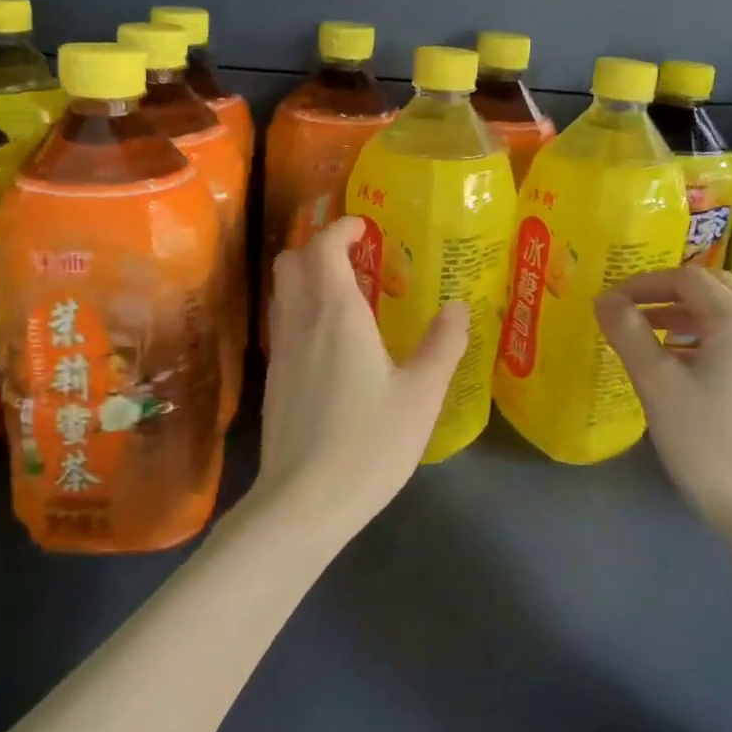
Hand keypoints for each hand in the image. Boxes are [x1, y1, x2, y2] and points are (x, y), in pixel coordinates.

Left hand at [254, 217, 469, 541]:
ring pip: (283, 292)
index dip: (341, 229)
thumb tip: (458, 308)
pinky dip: (303, 310)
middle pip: (292, 261)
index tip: (365, 228)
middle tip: (357, 259)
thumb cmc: (368, 443)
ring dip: (308, 278)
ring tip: (348, 296)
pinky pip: (284, 322)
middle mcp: (301, 321)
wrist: (303, 502)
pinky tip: (332, 342)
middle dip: (319, 247)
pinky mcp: (273, 379)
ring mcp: (281, 351)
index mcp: (336, 313)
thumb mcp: (421, 395)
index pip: (323, 247)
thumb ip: (442, 346)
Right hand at [595, 267, 731, 541]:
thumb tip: (604, 299)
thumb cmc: (709, 441)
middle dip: (666, 293)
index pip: (687, 278)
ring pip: (724, 315)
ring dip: (682, 315)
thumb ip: (628, 333)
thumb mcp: (657, 384)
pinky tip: (677, 364)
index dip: (644, 283)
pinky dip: (701, 337)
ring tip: (644, 334)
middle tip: (629, 309)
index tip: (610, 300)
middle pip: (711, 289)